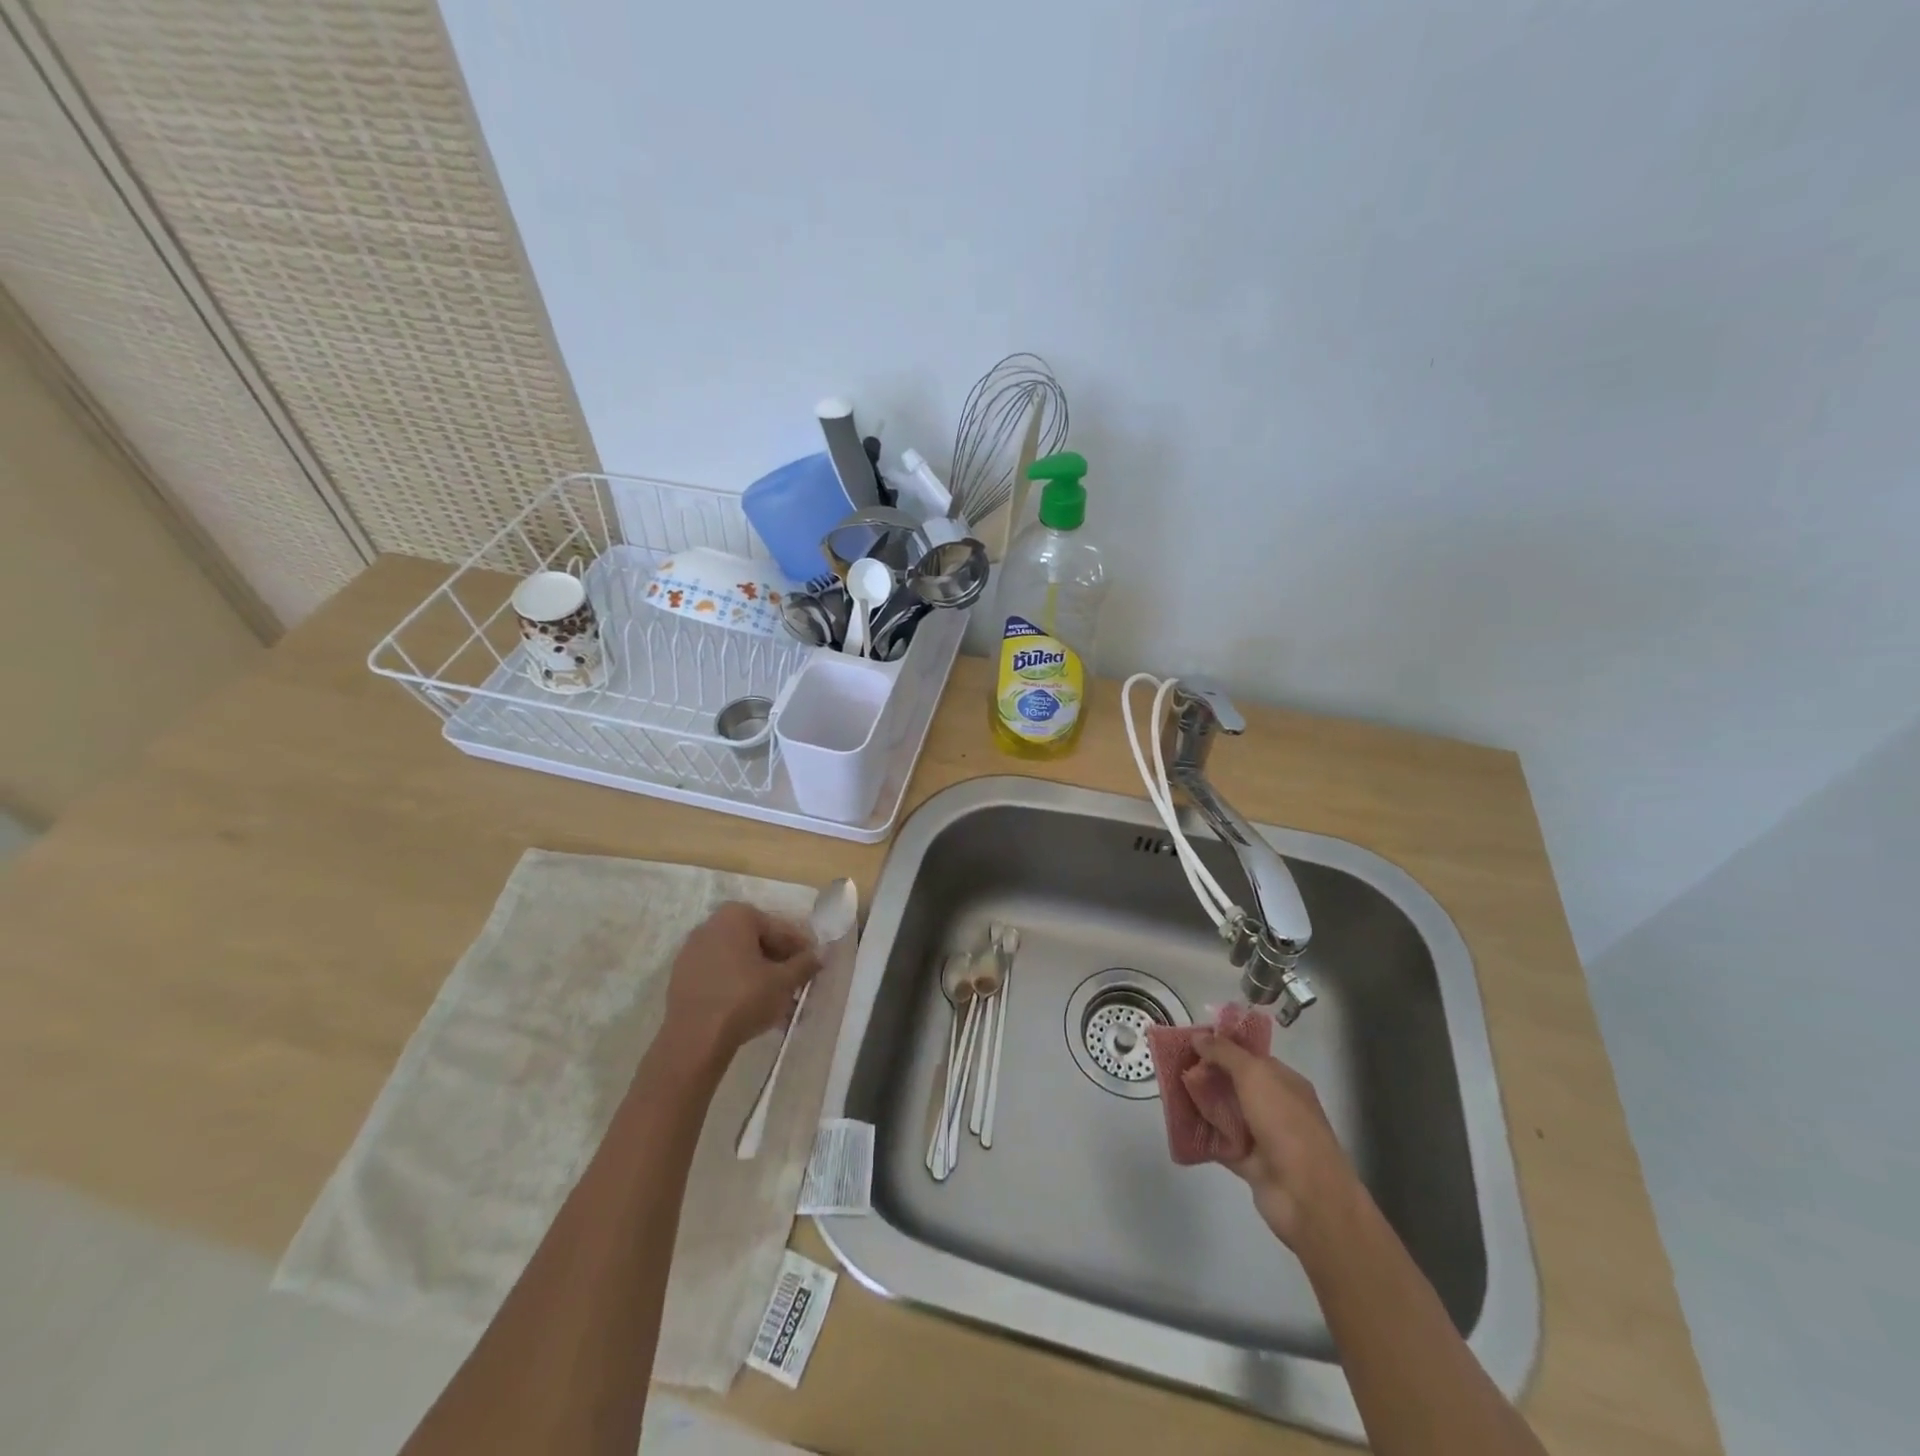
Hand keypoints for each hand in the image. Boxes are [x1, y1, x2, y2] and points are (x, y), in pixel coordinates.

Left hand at [663, 902, 820, 1059]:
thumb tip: (820, 954)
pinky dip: (738, 984)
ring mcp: (693, 951)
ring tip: (779, 999)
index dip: (800, 948)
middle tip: (798, 982)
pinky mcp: (682, 976)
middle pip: (757, 941)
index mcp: (736, 916)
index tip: (814, 965)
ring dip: (760, 975)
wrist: (694, 1039)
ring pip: (738, 959)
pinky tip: (753, 1006)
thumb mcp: (783, 981)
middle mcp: (711, 925)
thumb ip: (805, 964)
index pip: (779, 929)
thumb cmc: (744, 999)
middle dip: (779, 962)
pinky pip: (720, 974)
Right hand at [1194, 1033, 1360, 1249]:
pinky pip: (1220, 1142)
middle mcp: (1275, 1106)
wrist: (1306, 1196)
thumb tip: (1198, 1036)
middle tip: (1174, 1066)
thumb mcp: (1254, 1075)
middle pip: (1234, 1083)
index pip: (1249, 1056)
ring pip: (1225, 1112)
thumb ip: (1225, 1053)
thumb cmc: (1285, 1124)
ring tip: (1170, 1091)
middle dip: (1206, 1074)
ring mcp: (1263, 1136)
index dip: (1221, 1046)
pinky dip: (1202, 1135)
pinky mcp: (1249, 1163)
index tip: (1190, 1042)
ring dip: (1201, 1103)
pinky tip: (1178, 1123)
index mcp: (1284, 1081)